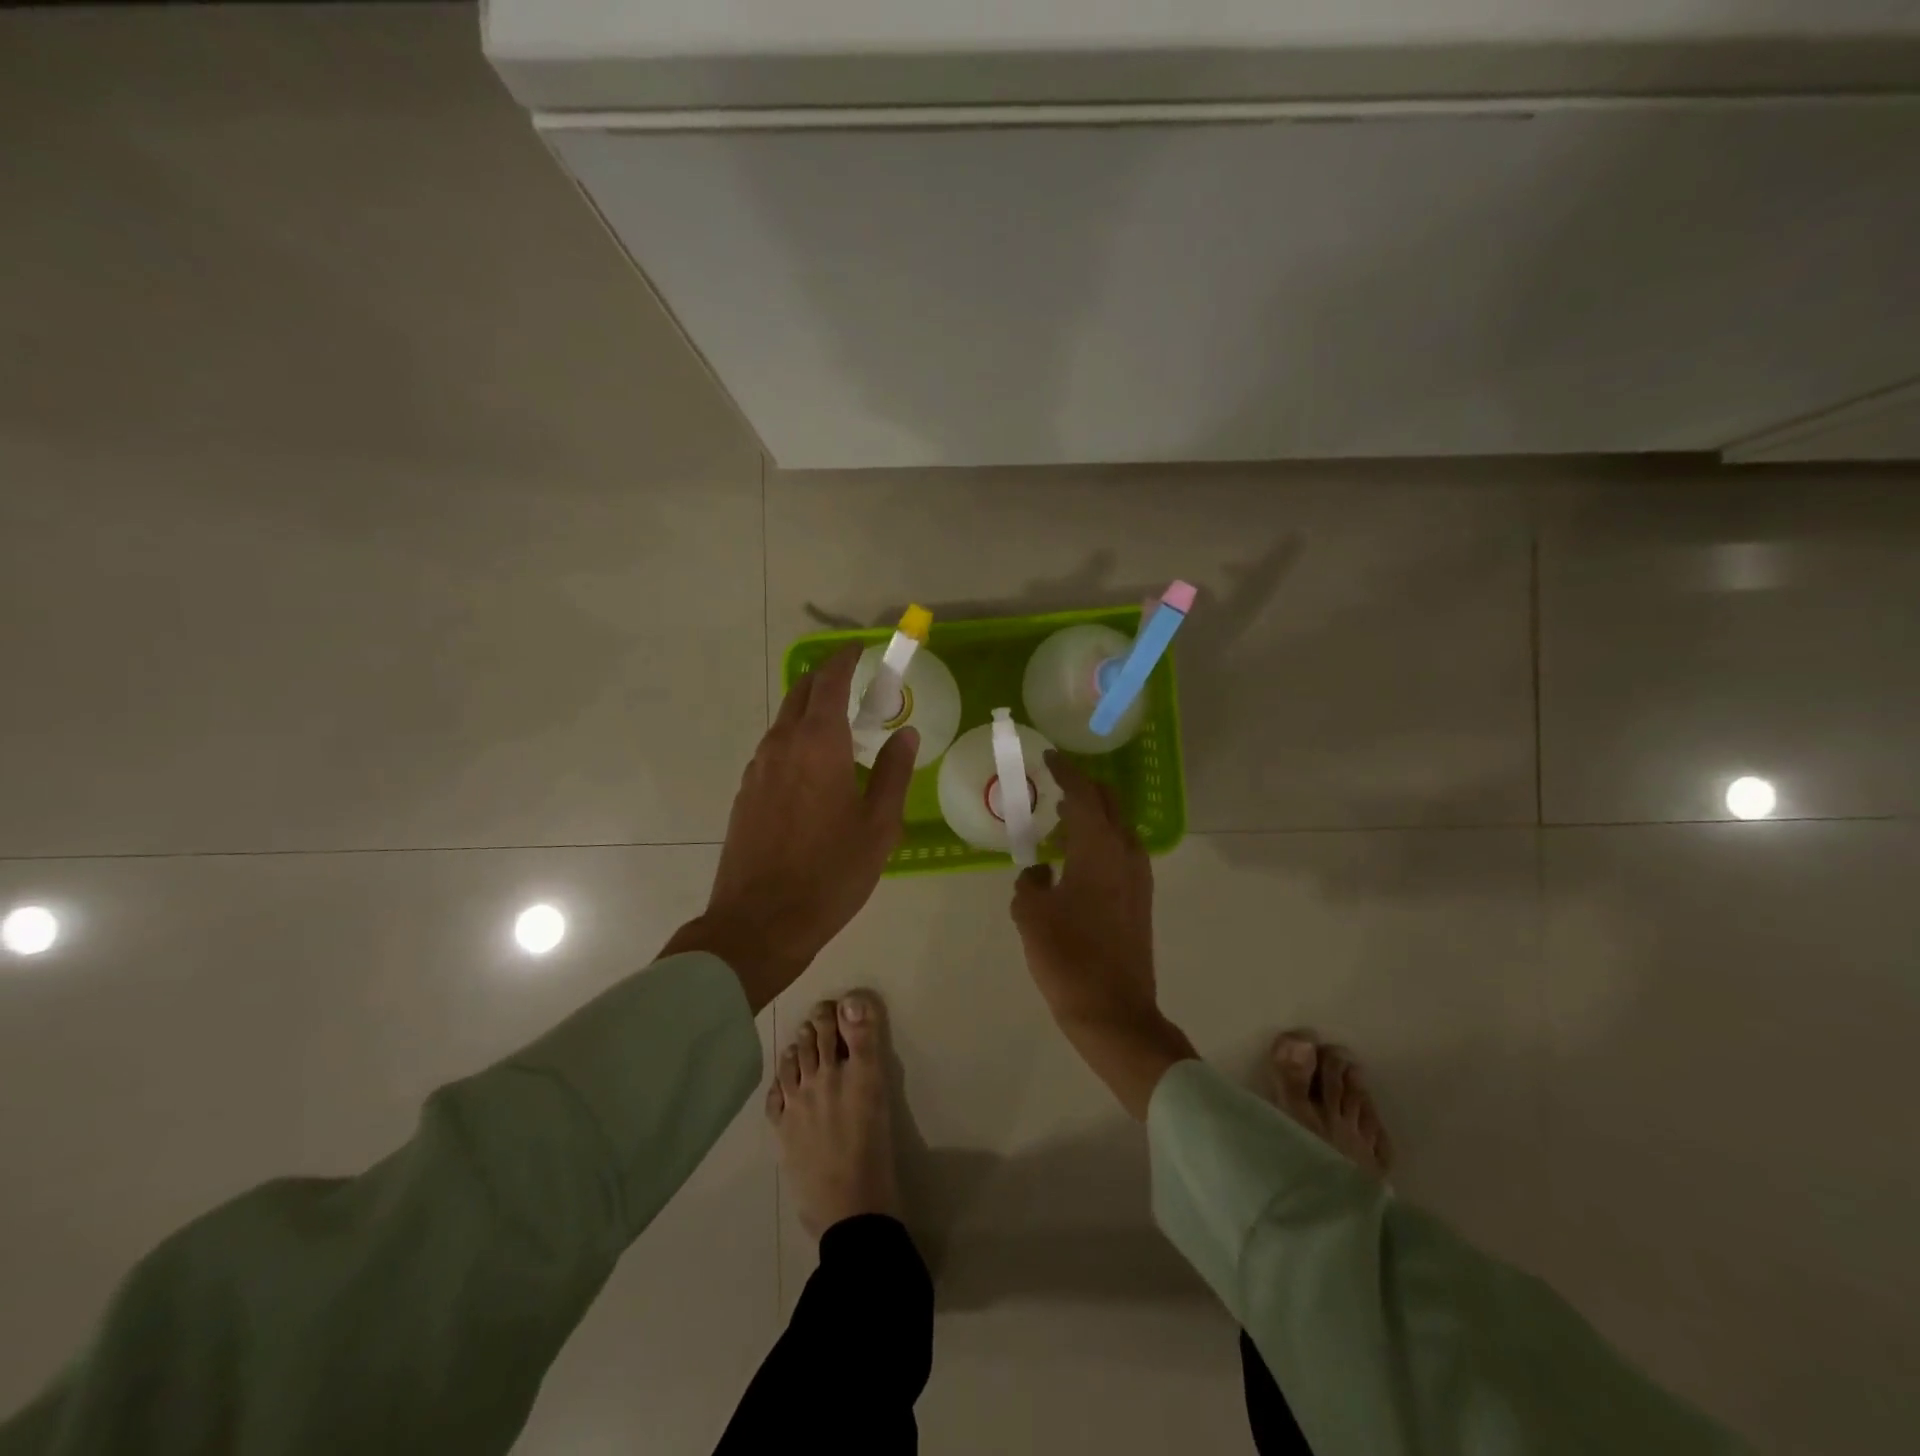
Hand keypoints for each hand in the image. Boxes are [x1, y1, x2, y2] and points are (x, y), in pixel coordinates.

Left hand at [665, 645, 916, 1011]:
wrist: (760, 922)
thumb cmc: (831, 873)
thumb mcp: (879, 826)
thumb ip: (894, 772)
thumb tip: (906, 734)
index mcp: (819, 744)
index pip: (830, 681)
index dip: (846, 660)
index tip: (862, 651)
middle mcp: (782, 744)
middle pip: (801, 693)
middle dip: (827, 680)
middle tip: (857, 687)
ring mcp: (758, 768)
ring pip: (784, 720)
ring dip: (811, 711)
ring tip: (842, 729)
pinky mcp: (746, 792)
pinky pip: (774, 748)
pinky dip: (796, 739)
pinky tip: (815, 769)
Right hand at [1011, 752, 1194, 1118]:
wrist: (1114, 1011)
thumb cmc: (1068, 958)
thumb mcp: (1032, 915)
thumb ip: (1030, 883)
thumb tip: (1039, 873)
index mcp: (1099, 849)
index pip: (1084, 794)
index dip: (1066, 772)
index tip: (1049, 757)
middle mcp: (1126, 854)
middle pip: (1109, 804)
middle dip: (1084, 788)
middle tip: (1055, 785)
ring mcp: (1138, 878)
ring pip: (1118, 828)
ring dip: (1093, 817)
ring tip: (1060, 822)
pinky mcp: (1140, 900)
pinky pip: (1120, 852)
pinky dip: (1099, 842)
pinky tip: (1075, 861)